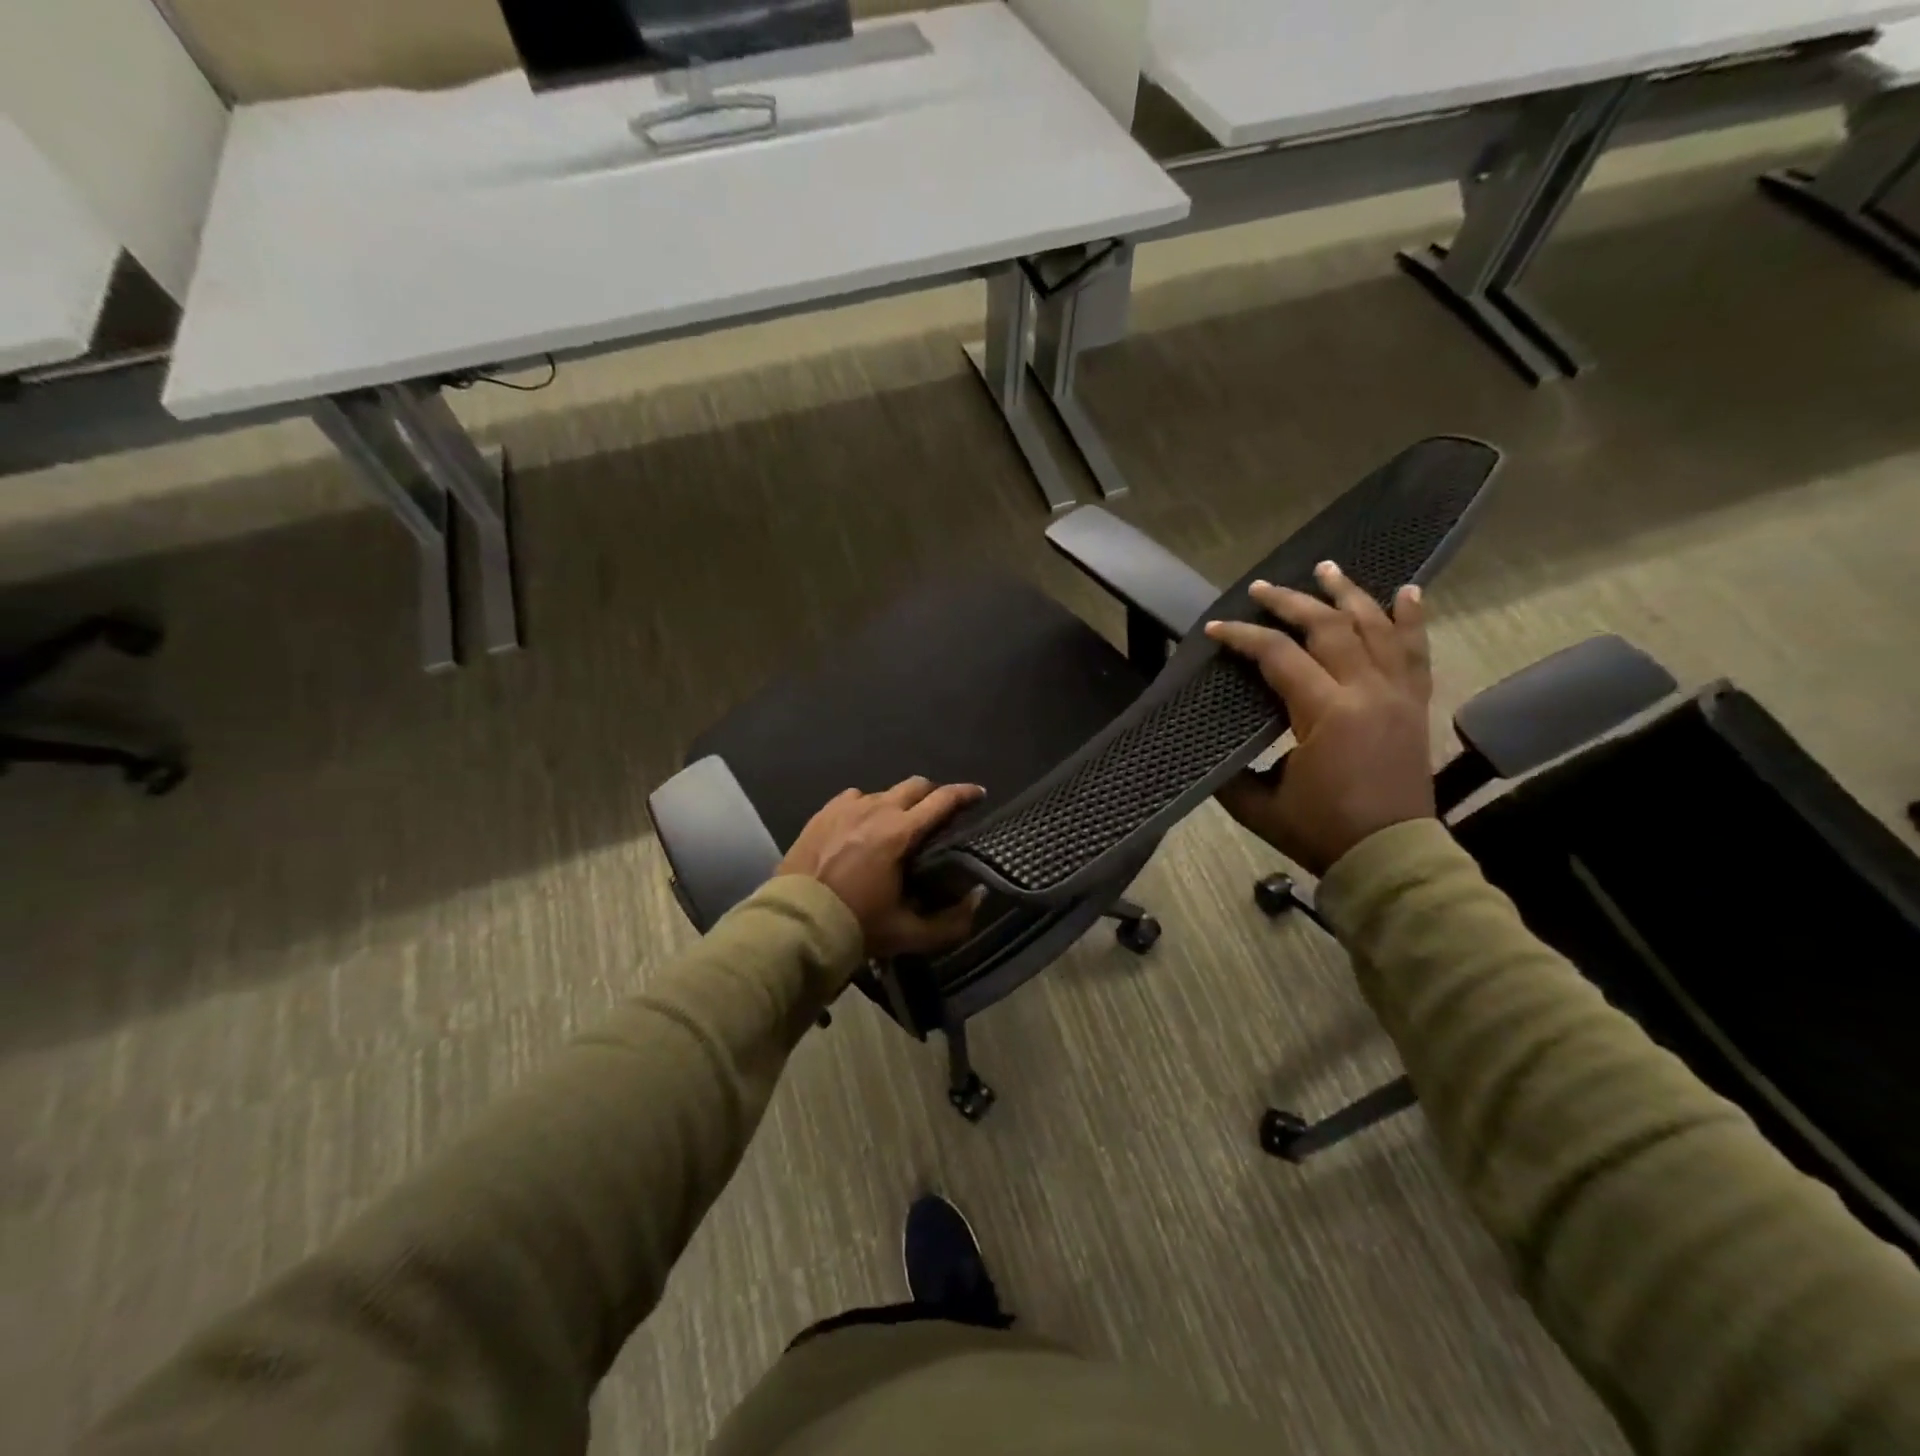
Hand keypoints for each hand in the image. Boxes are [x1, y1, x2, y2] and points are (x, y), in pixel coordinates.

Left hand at [777, 778, 985, 958]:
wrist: (797, 923)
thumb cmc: (857, 925)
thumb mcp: (910, 933)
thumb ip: (952, 921)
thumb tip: (977, 897)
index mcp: (899, 833)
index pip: (942, 801)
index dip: (965, 794)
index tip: (979, 794)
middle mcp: (875, 810)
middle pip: (915, 786)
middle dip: (933, 794)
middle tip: (940, 813)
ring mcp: (845, 808)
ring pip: (883, 792)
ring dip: (898, 803)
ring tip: (898, 825)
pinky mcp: (823, 814)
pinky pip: (854, 798)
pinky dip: (866, 807)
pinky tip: (863, 826)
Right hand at [1204, 561, 1435, 875]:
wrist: (1391, 856)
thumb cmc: (1321, 831)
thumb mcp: (1258, 805)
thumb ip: (1229, 771)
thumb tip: (1204, 745)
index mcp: (1326, 713)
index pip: (1278, 655)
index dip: (1242, 637)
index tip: (1215, 630)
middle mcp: (1366, 691)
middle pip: (1328, 627)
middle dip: (1291, 603)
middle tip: (1263, 588)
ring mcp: (1396, 694)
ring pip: (1376, 627)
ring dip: (1349, 594)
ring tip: (1327, 569)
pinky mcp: (1414, 704)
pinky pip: (1416, 651)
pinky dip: (1411, 619)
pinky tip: (1408, 591)